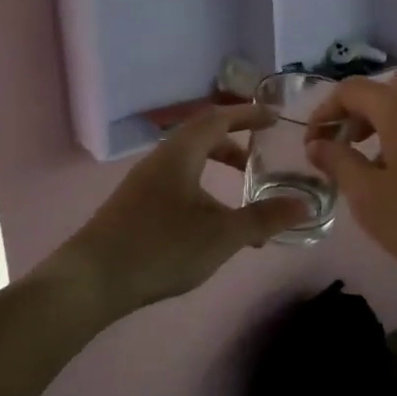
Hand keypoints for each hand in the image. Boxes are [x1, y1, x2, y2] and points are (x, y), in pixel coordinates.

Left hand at [42, 105, 311, 318]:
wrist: (91, 281)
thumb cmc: (161, 247)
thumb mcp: (222, 234)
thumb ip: (265, 218)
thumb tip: (305, 206)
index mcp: (180, 153)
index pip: (218, 118)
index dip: (248, 115)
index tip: (274, 118)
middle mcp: (160, 159)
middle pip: (202, 137)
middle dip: (234, 144)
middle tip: (261, 160)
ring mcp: (143, 183)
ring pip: (188, 164)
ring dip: (217, 171)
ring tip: (241, 199)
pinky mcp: (134, 207)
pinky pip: (177, 184)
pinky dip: (202, 191)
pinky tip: (210, 226)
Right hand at [305, 71, 396, 289]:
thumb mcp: (370, 197)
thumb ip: (338, 163)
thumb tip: (318, 144)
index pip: (350, 89)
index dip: (325, 112)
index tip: (313, 143)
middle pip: (383, 91)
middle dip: (356, 115)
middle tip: (344, 149)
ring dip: (386, 123)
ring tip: (378, 164)